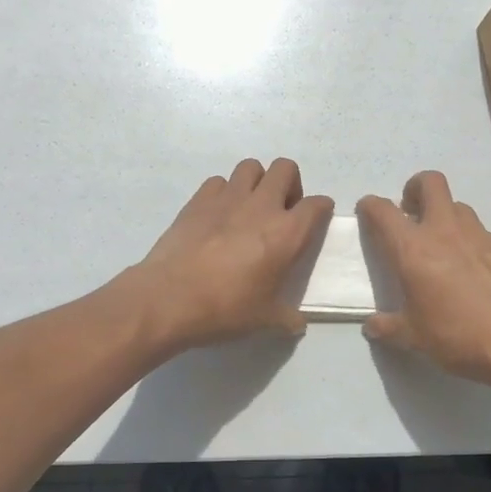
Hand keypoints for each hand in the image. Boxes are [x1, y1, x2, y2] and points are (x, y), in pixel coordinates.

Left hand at [130, 158, 333, 349]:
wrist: (169, 299)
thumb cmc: (225, 309)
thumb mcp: (265, 320)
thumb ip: (287, 318)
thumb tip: (298, 324)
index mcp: (286, 233)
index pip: (317, 205)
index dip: (321, 209)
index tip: (316, 219)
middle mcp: (261, 206)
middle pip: (285, 169)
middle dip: (290, 184)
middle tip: (281, 210)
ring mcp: (227, 198)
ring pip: (251, 167)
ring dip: (257, 182)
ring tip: (249, 207)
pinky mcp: (198, 200)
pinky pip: (218, 181)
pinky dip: (224, 192)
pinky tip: (218, 215)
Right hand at [357, 171, 490, 387]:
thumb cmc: (459, 337)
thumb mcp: (415, 338)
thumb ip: (389, 327)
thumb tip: (372, 327)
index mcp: (414, 250)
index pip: (383, 211)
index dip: (370, 205)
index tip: (368, 211)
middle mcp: (446, 231)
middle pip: (430, 183)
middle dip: (415, 188)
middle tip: (411, 211)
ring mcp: (481, 236)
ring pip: (460, 207)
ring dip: (446, 216)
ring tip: (445, 246)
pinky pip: (485, 236)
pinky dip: (475, 245)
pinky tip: (480, 274)